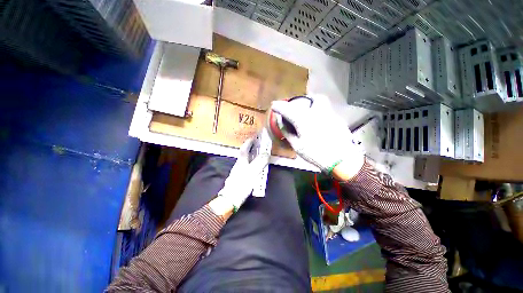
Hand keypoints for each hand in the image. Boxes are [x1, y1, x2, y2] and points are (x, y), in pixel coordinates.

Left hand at [213, 135, 269, 213]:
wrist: (230, 199)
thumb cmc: (242, 184)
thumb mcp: (253, 172)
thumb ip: (260, 162)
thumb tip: (266, 153)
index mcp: (241, 162)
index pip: (244, 149)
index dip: (248, 143)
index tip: (253, 137)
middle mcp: (238, 165)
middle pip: (243, 154)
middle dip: (249, 148)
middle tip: (256, 144)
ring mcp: (237, 171)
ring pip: (244, 160)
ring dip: (249, 155)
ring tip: (256, 153)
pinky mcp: (238, 177)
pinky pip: (245, 166)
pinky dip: (249, 163)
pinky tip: (252, 166)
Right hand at [270, 95, 363, 177]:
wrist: (341, 161)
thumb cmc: (315, 154)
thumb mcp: (297, 146)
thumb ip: (287, 132)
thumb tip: (281, 123)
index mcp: (304, 120)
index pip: (288, 110)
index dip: (279, 107)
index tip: (274, 106)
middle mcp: (317, 113)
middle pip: (311, 98)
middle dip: (302, 99)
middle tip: (297, 105)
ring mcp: (330, 114)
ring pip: (322, 101)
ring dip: (313, 103)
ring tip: (308, 111)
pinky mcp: (338, 120)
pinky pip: (327, 110)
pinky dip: (320, 112)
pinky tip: (319, 123)